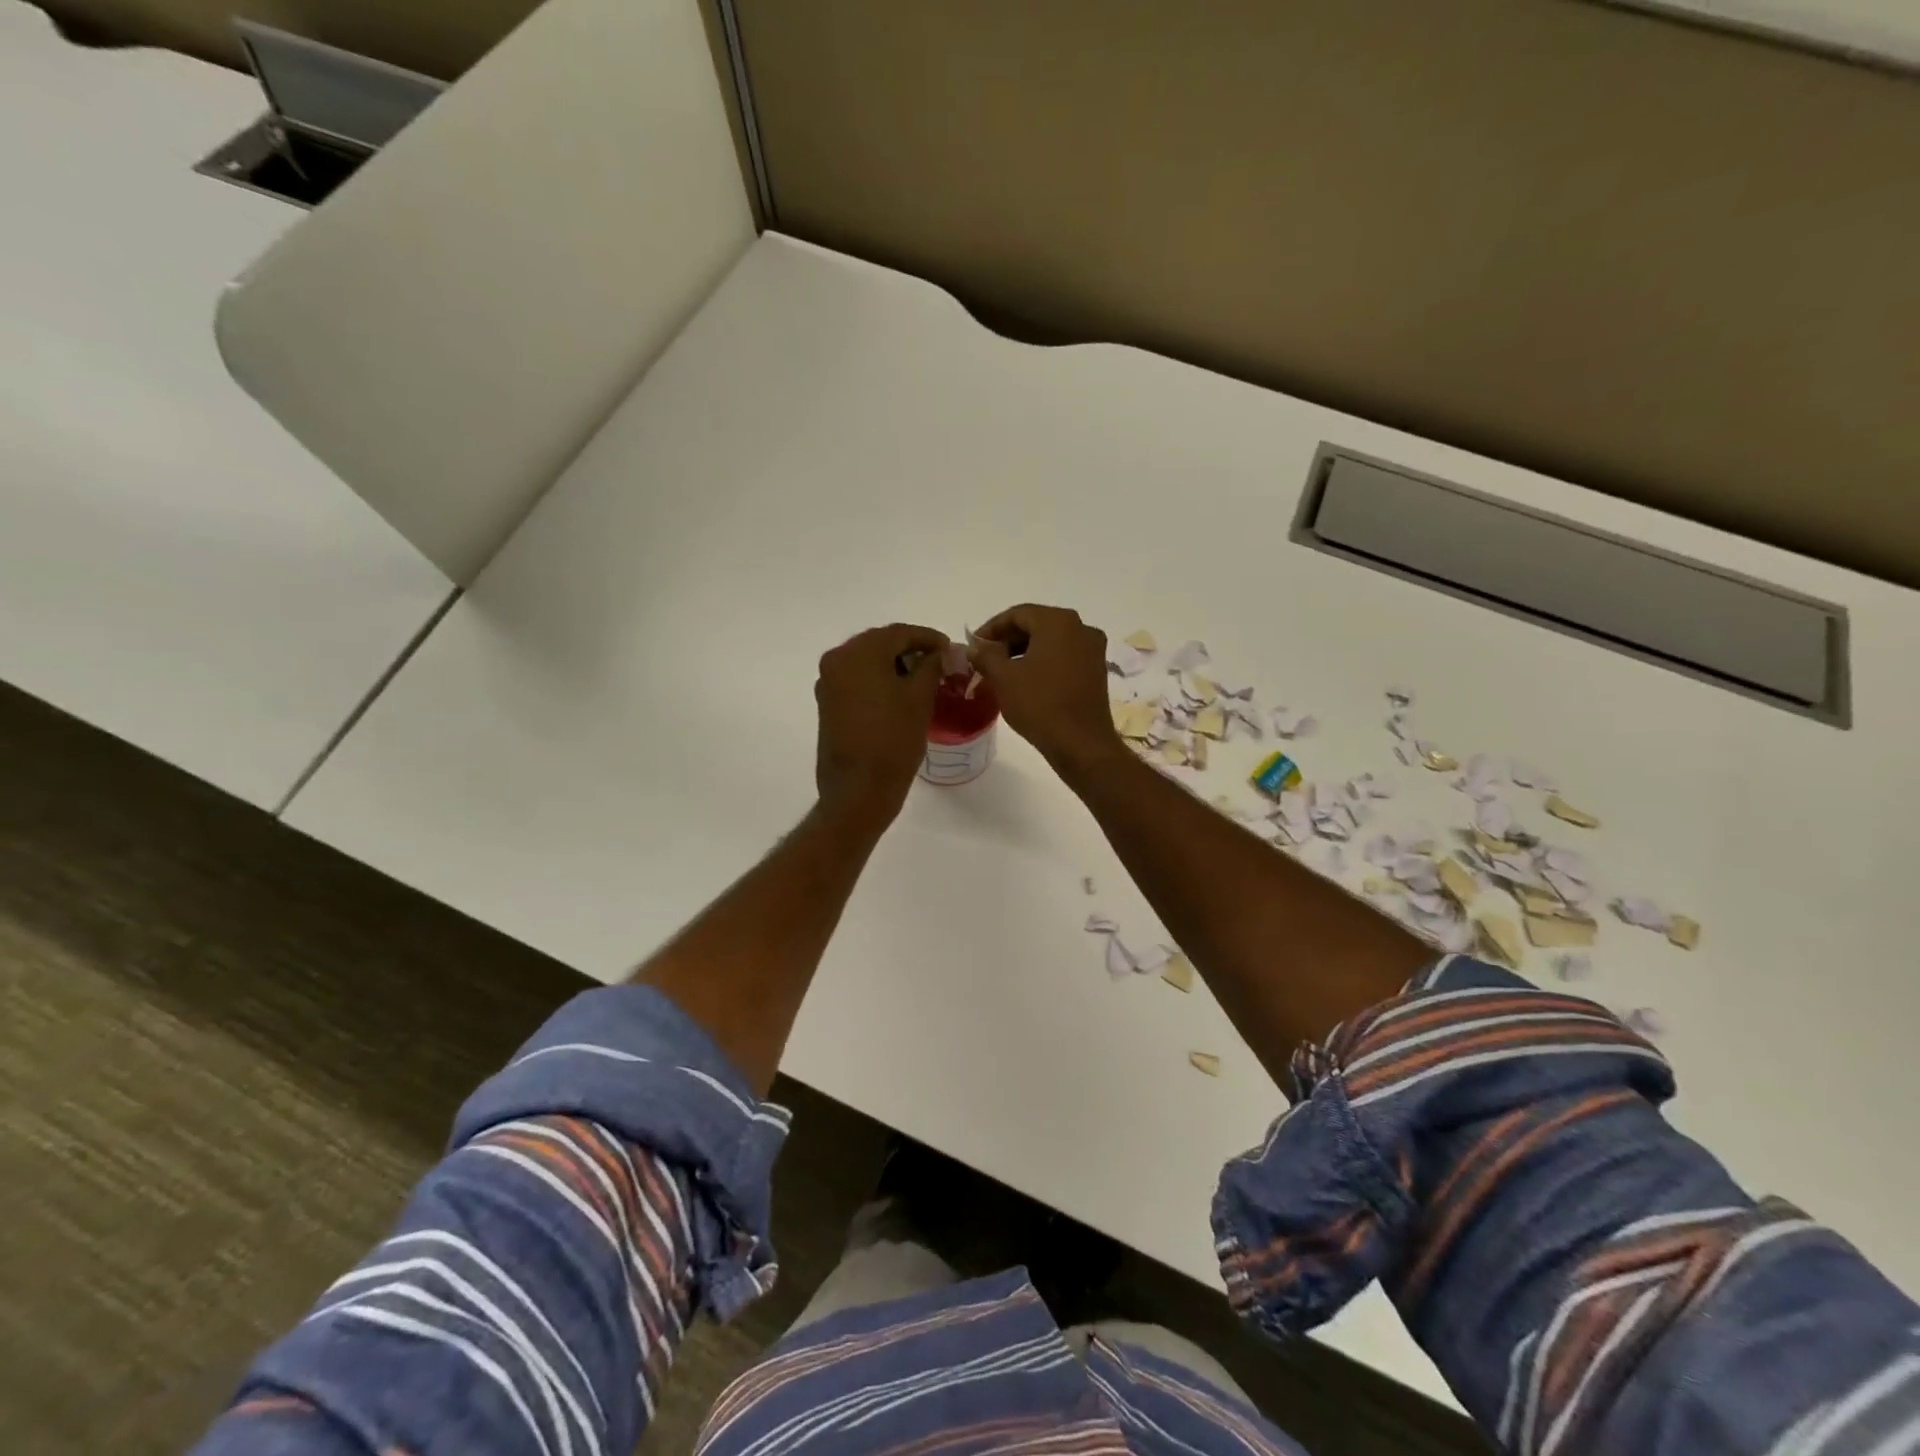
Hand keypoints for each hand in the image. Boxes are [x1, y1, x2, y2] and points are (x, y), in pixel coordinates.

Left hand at [814, 622, 949, 826]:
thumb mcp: (920, 699)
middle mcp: (837, 660)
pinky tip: (899, 693)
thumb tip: (939, 653)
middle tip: (938, 661)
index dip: (928, 638)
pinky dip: (878, 680)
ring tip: (922, 678)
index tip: (949, 648)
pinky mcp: (828, 704)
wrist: (858, 790)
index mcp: (858, 653)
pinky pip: (857, 680)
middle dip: (909, 649)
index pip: (899, 633)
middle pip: (879, 643)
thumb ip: (931, 666)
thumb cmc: (893, 740)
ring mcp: (828, 683)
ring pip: (867, 661)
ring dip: (894, 665)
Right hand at [969, 604, 1121, 770]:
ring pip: (1051, 641)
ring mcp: (1092, 650)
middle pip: (1036, 625)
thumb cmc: (1040, 705)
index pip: (1017, 614)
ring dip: (1024, 652)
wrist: (1081, 744)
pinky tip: (1026, 681)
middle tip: (985, 658)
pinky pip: (1064, 657)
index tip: (974, 645)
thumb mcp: (1003, 678)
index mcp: (1058, 622)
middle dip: (1008, 640)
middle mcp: (1080, 628)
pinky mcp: (1096, 671)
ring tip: (1002, 671)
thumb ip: (986, 655)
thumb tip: (975, 646)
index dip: (991, 628)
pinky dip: (1043, 662)